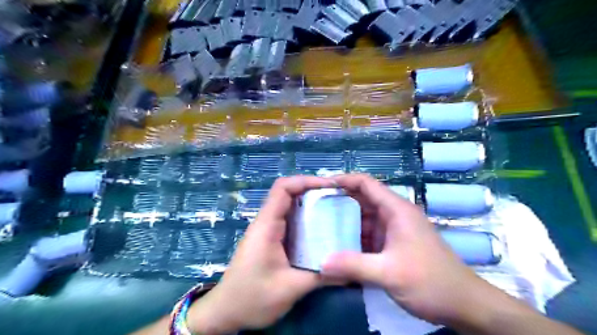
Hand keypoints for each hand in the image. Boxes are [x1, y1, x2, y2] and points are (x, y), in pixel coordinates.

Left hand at [188, 177, 333, 333]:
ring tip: (336, 210)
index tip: (330, 186)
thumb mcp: (290, 288)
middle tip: (339, 198)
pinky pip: (290, 222)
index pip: (283, 188)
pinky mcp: (271, 240)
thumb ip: (321, 276)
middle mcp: (267, 222)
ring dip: (312, 205)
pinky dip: (307, 220)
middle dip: (314, 191)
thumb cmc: (252, 298)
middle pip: (289, 194)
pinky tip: (323, 230)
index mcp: (267, 225)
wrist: (225, 313)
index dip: (306, 181)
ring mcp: (268, 231)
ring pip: (290, 207)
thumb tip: (351, 269)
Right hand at [322, 175, 489, 325]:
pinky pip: (368, 235)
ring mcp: (393, 230)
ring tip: (319, 225)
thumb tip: (321, 262)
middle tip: (313, 207)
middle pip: (362, 199)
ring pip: (363, 218)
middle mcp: (394, 215)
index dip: (343, 180)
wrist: (464, 305)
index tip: (321, 186)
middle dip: (338, 201)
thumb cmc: (430, 281)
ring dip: (344, 221)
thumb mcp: (389, 273)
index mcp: (396, 210)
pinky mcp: (392, 245)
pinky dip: (352, 237)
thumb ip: (354, 265)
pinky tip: (336, 245)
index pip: (366, 183)